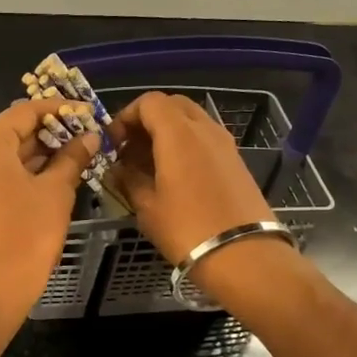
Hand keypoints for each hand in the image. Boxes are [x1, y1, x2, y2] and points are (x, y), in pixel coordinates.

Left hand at [0, 97, 100, 326]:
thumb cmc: (26, 234)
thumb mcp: (56, 192)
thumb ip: (72, 158)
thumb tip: (89, 136)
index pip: (25, 111)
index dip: (59, 109)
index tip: (88, 113)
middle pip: (14, 131)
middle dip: (52, 132)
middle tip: (87, 135)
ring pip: (8, 156)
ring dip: (41, 153)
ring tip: (79, 155)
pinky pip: (1, 176)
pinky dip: (27, 173)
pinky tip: (56, 178)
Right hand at [107, 91, 275, 262]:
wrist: (244, 255)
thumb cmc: (187, 229)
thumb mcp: (147, 208)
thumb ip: (128, 180)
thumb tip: (118, 168)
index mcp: (178, 133)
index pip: (148, 102)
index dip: (125, 116)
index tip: (113, 143)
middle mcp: (204, 128)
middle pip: (172, 105)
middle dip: (147, 120)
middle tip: (130, 149)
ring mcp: (225, 143)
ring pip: (191, 121)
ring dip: (167, 132)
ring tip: (149, 164)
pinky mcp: (236, 161)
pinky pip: (205, 139)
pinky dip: (185, 145)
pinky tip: (174, 176)